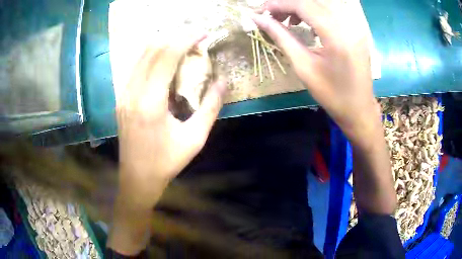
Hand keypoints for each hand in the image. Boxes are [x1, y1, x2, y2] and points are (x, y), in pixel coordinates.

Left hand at [116, 35, 226, 209]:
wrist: (137, 179)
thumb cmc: (166, 162)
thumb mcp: (195, 139)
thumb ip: (210, 107)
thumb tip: (223, 81)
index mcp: (149, 102)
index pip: (166, 55)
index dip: (186, 39)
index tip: (203, 33)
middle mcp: (132, 92)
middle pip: (151, 49)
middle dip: (175, 37)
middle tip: (195, 38)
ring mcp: (123, 94)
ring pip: (141, 55)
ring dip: (163, 45)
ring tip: (183, 46)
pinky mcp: (121, 98)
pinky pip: (136, 67)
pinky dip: (152, 57)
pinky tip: (166, 62)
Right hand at [253, 0, 378, 144]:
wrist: (359, 109)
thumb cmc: (332, 95)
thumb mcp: (303, 67)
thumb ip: (281, 37)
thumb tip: (259, 20)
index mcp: (337, 36)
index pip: (304, 5)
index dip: (280, 4)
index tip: (262, 11)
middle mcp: (349, 24)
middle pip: (314, 1)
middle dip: (289, 4)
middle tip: (273, 15)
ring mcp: (356, 26)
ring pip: (324, 3)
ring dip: (302, 6)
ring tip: (289, 19)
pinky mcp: (357, 29)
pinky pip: (333, 10)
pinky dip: (316, 11)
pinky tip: (307, 22)